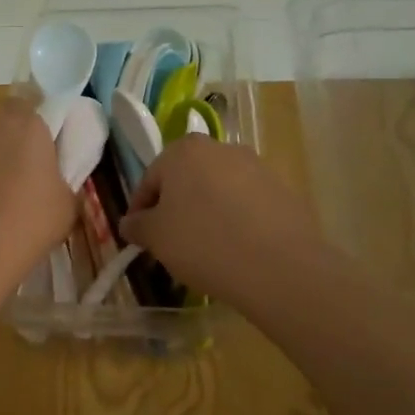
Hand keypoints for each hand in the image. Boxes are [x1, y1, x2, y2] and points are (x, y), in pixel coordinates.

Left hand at [0, 100, 76, 303]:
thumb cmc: (26, 226)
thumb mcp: (68, 206)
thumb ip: (65, 179)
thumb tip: (56, 178)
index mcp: (27, 124)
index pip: (34, 100)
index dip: (41, 122)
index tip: (49, 149)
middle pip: (4, 122)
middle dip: (14, 142)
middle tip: (27, 177)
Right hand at [120, 137, 326, 308]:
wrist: (278, 266)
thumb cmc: (203, 243)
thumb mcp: (155, 237)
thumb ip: (137, 226)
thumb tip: (131, 223)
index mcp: (183, 151)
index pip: (150, 179)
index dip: (141, 210)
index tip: (140, 237)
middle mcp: (221, 148)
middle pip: (186, 180)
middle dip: (176, 208)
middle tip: (171, 242)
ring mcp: (257, 166)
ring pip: (218, 190)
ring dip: (207, 212)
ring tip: (206, 249)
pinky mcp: (283, 190)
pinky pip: (247, 204)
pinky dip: (236, 221)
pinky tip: (236, 249)